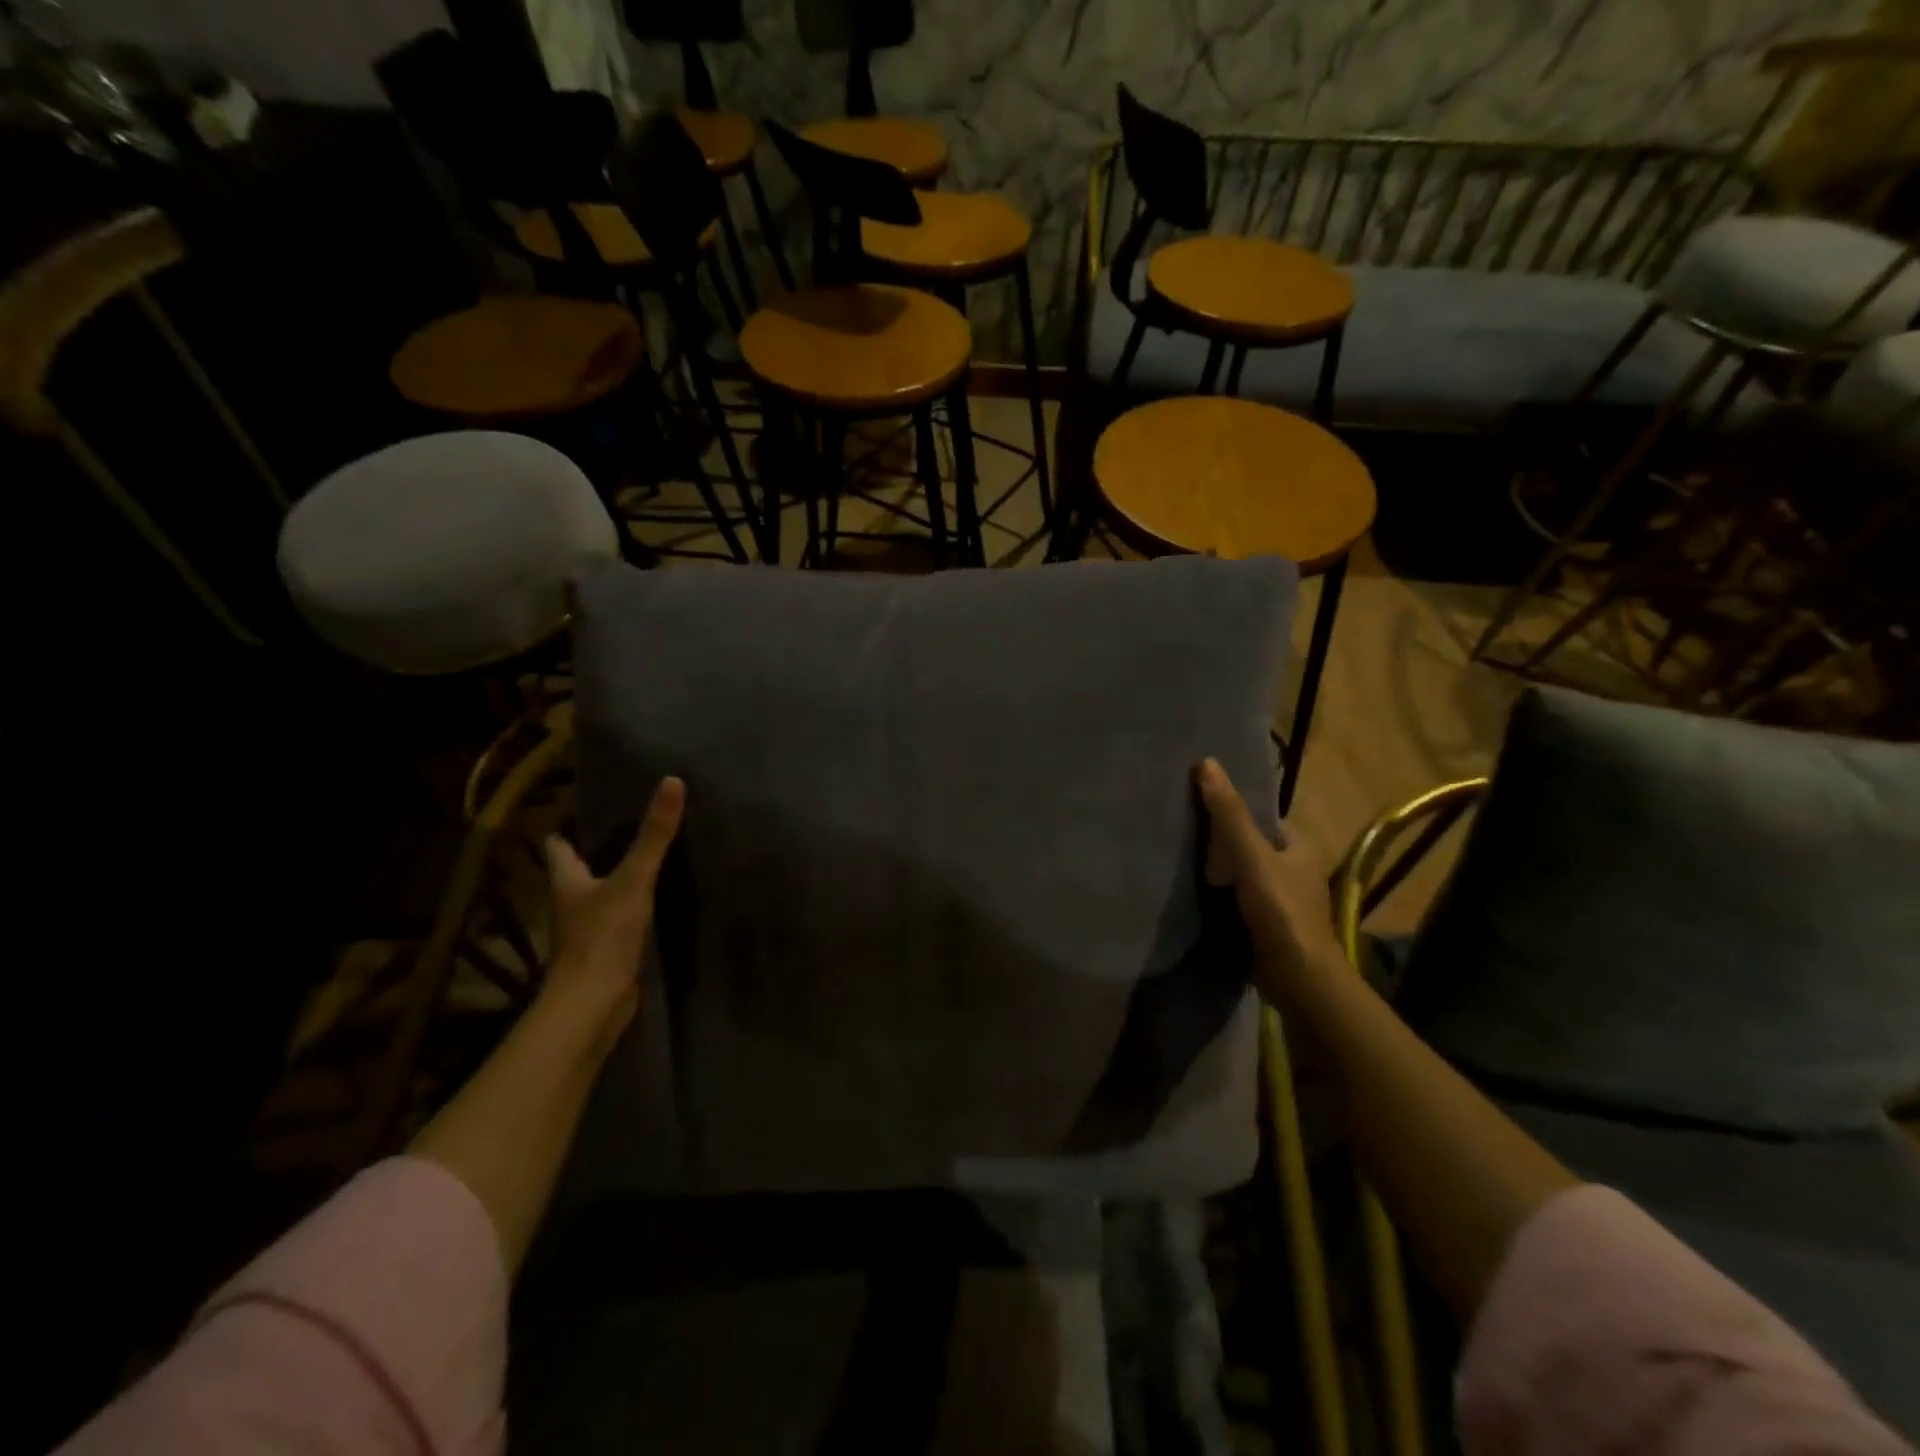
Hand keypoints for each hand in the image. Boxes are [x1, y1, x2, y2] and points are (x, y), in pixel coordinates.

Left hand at [543, 776, 684, 1028]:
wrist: (593, 1004)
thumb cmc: (603, 936)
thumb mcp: (634, 879)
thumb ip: (654, 835)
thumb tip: (672, 781)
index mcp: (566, 880)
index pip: (558, 844)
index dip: (570, 825)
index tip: (591, 805)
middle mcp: (570, 901)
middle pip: (579, 867)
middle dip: (600, 848)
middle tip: (633, 823)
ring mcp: (587, 928)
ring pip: (600, 893)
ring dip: (619, 877)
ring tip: (651, 854)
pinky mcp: (607, 950)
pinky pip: (619, 918)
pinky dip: (633, 906)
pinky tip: (659, 898)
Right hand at [1195, 758, 1344, 1002]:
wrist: (1298, 978)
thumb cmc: (1280, 909)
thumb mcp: (1250, 855)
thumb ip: (1228, 813)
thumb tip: (1206, 762)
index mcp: (1300, 844)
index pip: (1259, 817)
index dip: (1230, 810)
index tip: (1195, 809)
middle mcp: (1295, 867)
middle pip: (1250, 844)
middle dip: (1220, 842)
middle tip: (1181, 834)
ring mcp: (1283, 898)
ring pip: (1243, 873)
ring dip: (1218, 871)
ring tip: (1180, 862)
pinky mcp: (1270, 924)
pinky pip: (1240, 899)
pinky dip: (1221, 896)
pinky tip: (1195, 895)